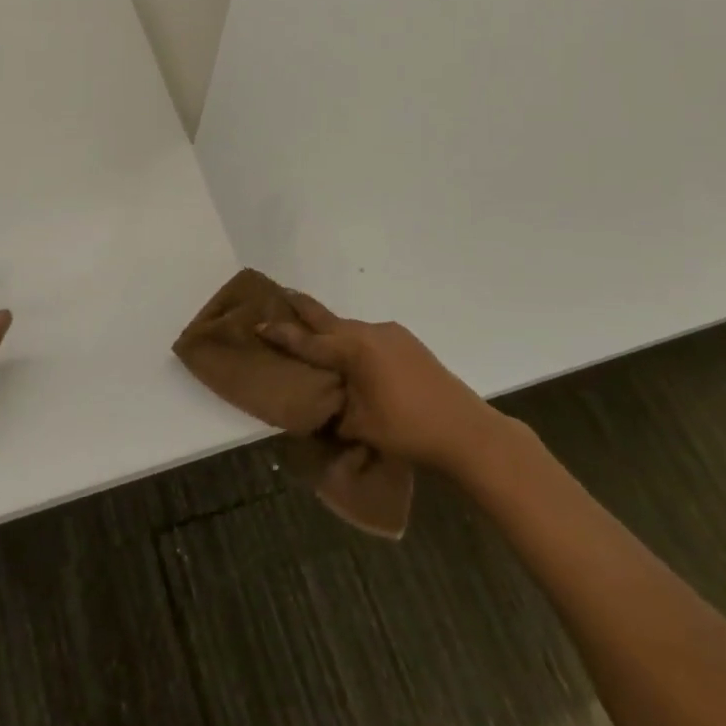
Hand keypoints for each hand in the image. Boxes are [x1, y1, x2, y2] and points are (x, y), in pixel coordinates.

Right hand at [258, 291, 499, 471]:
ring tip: (313, 336)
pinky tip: (352, 357)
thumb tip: (320, 407)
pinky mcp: (408, 343)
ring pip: (350, 329)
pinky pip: (369, 337)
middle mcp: (371, 333)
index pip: (309, 341)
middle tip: (282, 294)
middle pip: (329, 319)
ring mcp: (393, 335)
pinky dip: (353, 342)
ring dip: (331, 331)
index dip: (282, 334)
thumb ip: (333, 410)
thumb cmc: (407, 429)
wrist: (466, 430)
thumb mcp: (360, 425)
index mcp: (354, 349)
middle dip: (303, 309)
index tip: (259, 323)